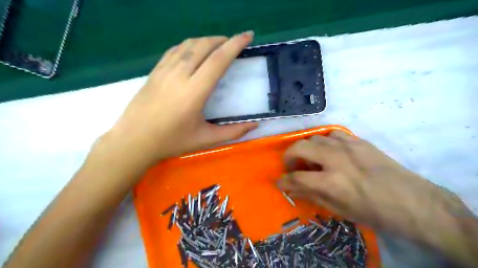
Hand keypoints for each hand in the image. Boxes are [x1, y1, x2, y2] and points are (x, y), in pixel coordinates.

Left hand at [106, 32, 257, 166]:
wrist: (134, 141)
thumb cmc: (172, 141)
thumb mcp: (206, 139)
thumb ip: (233, 132)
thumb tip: (255, 126)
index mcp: (194, 92)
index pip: (218, 60)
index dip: (235, 45)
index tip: (247, 36)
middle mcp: (179, 75)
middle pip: (204, 47)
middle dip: (222, 40)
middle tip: (234, 42)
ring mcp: (164, 71)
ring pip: (188, 45)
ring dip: (206, 40)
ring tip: (218, 44)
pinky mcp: (154, 72)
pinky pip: (174, 50)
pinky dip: (189, 45)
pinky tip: (194, 50)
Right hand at [279, 132, 469, 242]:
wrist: (414, 203)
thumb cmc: (375, 213)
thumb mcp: (340, 210)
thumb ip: (312, 196)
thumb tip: (293, 189)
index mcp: (331, 182)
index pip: (296, 178)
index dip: (284, 181)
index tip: (281, 182)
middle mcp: (336, 159)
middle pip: (300, 147)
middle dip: (289, 157)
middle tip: (293, 167)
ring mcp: (348, 146)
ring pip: (315, 137)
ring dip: (307, 149)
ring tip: (313, 160)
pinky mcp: (359, 141)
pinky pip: (333, 134)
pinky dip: (325, 141)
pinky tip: (330, 151)